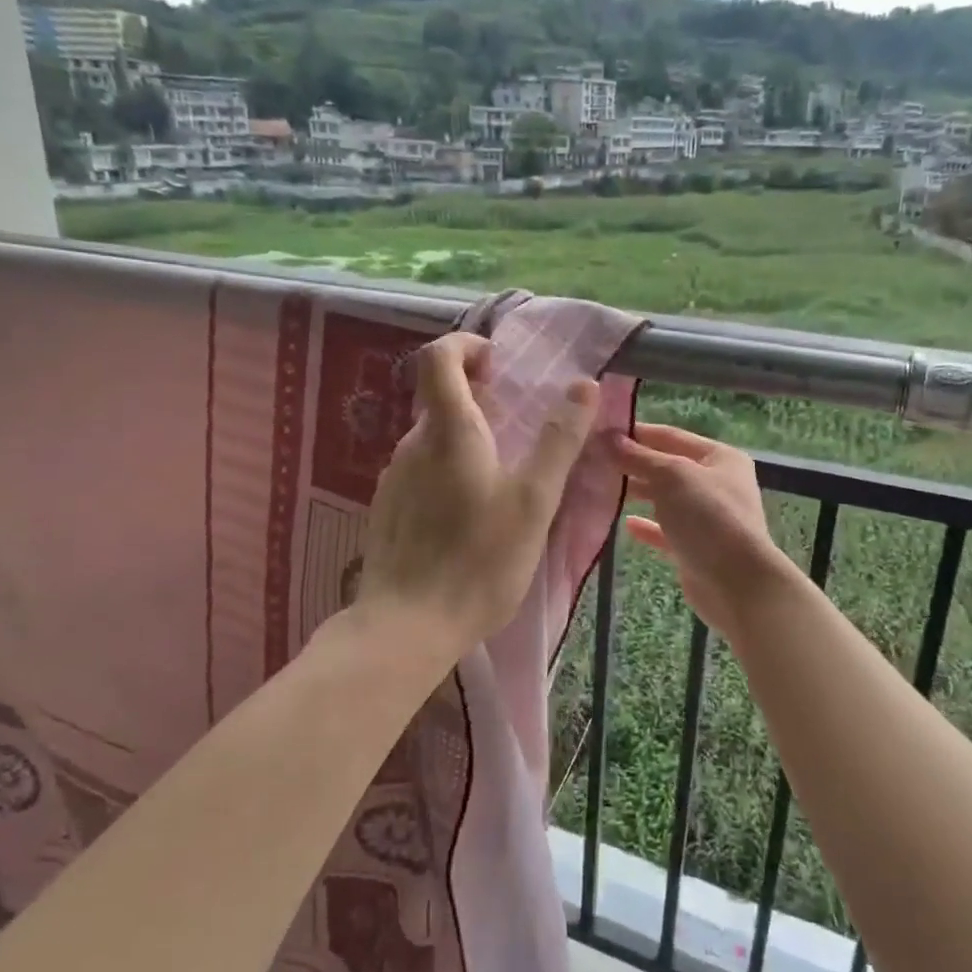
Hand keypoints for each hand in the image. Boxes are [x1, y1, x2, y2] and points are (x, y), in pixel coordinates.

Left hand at [354, 332, 599, 667]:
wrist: (407, 625)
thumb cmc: (479, 559)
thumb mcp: (534, 500)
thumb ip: (559, 440)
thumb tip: (584, 385)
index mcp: (448, 430)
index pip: (439, 357)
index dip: (466, 346)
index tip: (497, 364)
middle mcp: (412, 444)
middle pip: (440, 399)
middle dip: (478, 399)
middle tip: (517, 428)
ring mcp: (393, 478)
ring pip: (432, 440)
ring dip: (466, 440)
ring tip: (501, 480)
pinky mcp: (387, 509)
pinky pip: (421, 472)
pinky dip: (448, 472)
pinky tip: (469, 516)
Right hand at [605, 424, 793, 636]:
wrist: (737, 583)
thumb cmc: (708, 517)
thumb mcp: (672, 476)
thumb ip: (640, 457)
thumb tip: (610, 439)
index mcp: (720, 457)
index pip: (672, 436)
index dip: (638, 433)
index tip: (601, 433)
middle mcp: (716, 484)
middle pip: (667, 467)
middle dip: (634, 464)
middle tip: (595, 463)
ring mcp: (707, 518)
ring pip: (665, 499)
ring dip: (637, 493)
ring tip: (602, 489)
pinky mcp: (696, 548)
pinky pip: (666, 531)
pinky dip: (647, 526)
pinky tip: (625, 523)